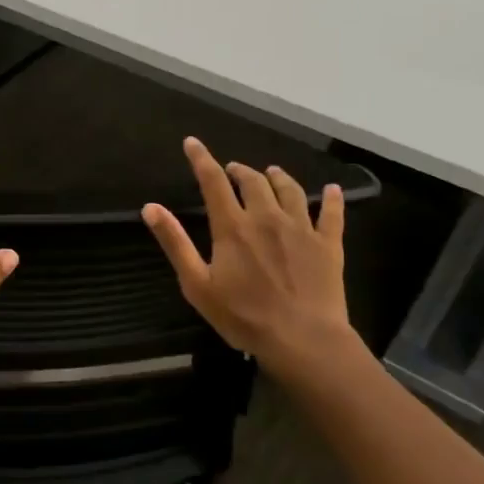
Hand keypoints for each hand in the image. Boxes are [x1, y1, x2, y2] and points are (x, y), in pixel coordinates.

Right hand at [142, 136, 362, 384]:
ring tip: (271, 173)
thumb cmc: (243, 316)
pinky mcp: (328, 245)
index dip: (201, 159)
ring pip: (291, 190)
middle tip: (232, 170)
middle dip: (239, 170)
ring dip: (278, 177)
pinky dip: (332, 199)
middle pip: (253, 181)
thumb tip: (150, 207)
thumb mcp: (197, 284)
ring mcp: (301, 229)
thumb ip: (175, 242)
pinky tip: (333, 190)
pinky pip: (332, 214)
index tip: (192, 143)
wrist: (304, 340)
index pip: (213, 182)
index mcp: (233, 227)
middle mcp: (267, 218)